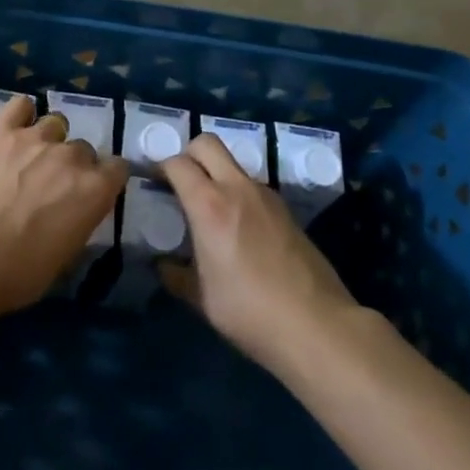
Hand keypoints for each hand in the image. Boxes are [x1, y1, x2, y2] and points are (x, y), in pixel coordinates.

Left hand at [0, 96, 128, 314]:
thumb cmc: (15, 274)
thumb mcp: (63, 257)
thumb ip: (78, 221)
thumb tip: (75, 210)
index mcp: (93, 191)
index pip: (118, 168)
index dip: (105, 179)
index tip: (92, 191)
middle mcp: (70, 157)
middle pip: (83, 148)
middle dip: (71, 165)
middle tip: (49, 185)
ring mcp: (34, 138)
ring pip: (55, 124)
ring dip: (47, 140)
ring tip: (27, 158)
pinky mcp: (0, 130)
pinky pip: (20, 105)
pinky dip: (21, 114)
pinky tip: (12, 129)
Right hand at [160, 133, 360, 373]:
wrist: (317, 326)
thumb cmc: (250, 312)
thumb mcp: (201, 298)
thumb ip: (176, 275)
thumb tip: (163, 264)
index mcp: (209, 205)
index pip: (177, 163)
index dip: (160, 168)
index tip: (153, 185)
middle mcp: (238, 188)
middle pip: (207, 143)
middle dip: (188, 154)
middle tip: (180, 183)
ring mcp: (266, 196)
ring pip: (233, 163)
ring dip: (216, 174)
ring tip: (209, 209)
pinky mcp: (286, 209)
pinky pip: (252, 186)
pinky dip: (237, 193)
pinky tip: (238, 228)